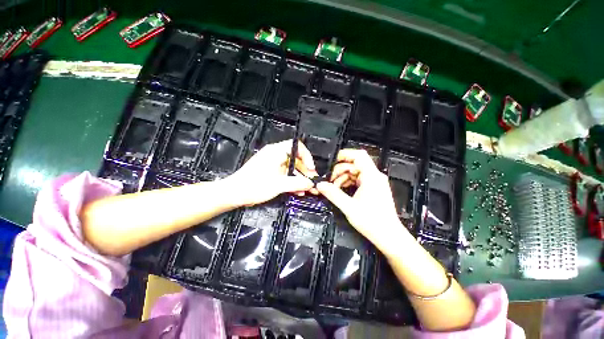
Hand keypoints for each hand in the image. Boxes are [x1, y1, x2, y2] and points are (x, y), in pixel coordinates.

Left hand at [225, 140, 317, 206]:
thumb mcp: (278, 184)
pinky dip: (292, 182)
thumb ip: (297, 183)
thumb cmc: (252, 185)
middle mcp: (275, 155)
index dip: (307, 156)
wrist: (234, 193)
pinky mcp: (271, 172)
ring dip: (300, 179)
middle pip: (296, 160)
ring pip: (291, 169)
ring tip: (308, 189)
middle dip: (306, 171)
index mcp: (276, 152)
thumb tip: (310, 183)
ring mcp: (273, 164)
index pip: (296, 147)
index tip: (311, 168)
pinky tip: (298, 191)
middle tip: (312, 181)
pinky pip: (285, 175)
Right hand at [316, 149, 407, 252]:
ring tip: (334, 188)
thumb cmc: (372, 222)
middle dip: (340, 170)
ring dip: (343, 177)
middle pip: (354, 164)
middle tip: (330, 181)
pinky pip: (358, 179)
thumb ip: (333, 194)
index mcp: (371, 176)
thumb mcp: (349, 207)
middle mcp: (374, 176)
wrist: (388, 236)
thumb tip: (320, 185)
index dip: (345, 154)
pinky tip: (341, 190)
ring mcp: (374, 182)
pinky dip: (348, 182)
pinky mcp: (373, 188)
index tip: (332, 161)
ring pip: (355, 172)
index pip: (359, 155)